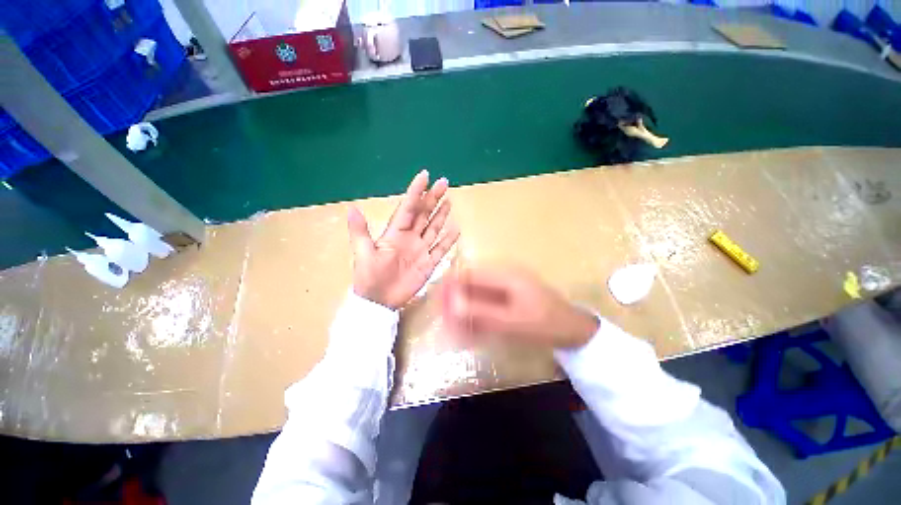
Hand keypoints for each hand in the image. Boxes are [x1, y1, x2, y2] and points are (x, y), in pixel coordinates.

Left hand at [348, 170, 459, 309]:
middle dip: (433, 198)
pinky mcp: (428, 263)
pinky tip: (455, 229)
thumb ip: (360, 231)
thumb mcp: (363, 253)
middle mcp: (410, 237)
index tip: (425, 176)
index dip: (416, 192)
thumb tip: (352, 208)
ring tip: (449, 201)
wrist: (378, 301)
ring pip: (434, 228)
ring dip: (441, 215)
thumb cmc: (369, 276)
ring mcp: (421, 250)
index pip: (408, 207)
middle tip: (444, 182)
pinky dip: (448, 240)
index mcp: (395, 232)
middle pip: (424, 214)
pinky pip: (441, 249)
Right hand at [441, 267, 598, 348]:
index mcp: (504, 274)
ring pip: (476, 295)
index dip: (451, 285)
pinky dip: (477, 315)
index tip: (438, 302)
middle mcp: (502, 276)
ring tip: (456, 329)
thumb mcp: (512, 320)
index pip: (469, 272)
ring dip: (465, 310)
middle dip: (456, 301)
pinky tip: (471, 330)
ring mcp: (505, 287)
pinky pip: (486, 303)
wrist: (572, 330)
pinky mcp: (507, 298)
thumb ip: (481, 312)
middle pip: (470, 283)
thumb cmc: (544, 323)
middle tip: (445, 320)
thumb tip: (452, 305)